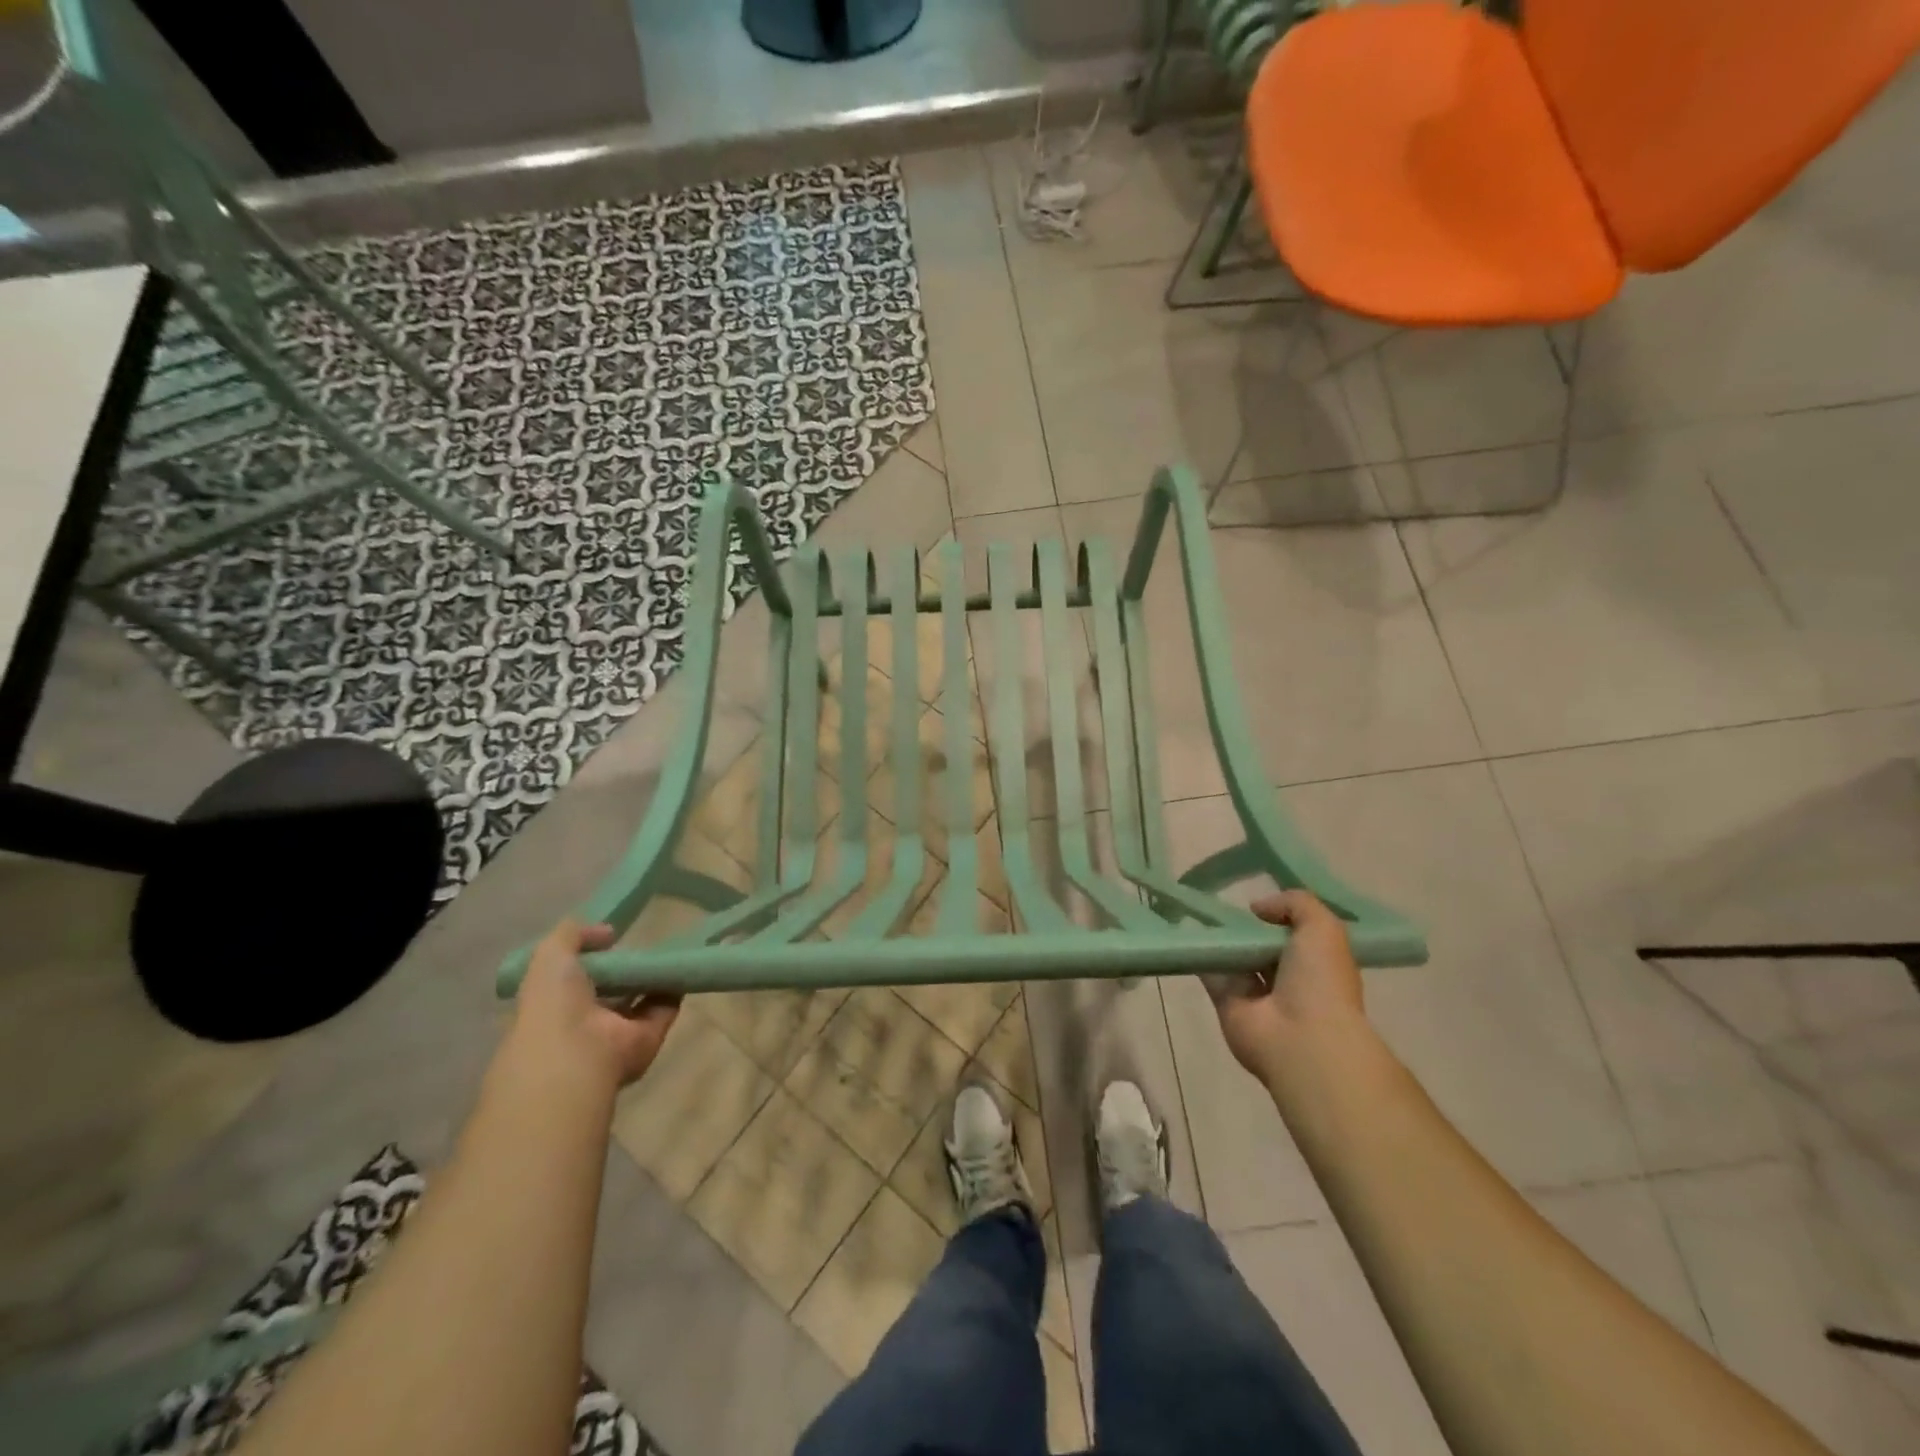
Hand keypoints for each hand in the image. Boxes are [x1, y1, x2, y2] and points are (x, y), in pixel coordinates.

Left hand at [510, 919, 679, 1089]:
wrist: (576, 1053)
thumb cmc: (554, 1003)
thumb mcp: (550, 955)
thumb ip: (573, 934)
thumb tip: (608, 933)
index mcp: (556, 1002)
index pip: (575, 978)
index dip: (591, 957)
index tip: (611, 938)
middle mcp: (586, 1019)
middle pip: (611, 989)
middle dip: (626, 968)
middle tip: (643, 943)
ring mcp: (617, 1031)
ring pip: (640, 1000)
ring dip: (652, 978)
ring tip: (668, 950)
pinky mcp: (647, 1039)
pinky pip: (664, 1009)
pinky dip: (674, 990)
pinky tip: (680, 967)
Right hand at [1209, 890, 1364, 1080]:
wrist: (1301, 1039)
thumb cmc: (1320, 981)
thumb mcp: (1323, 928)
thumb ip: (1296, 903)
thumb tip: (1258, 908)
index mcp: (1317, 964)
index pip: (1297, 934)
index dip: (1280, 915)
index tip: (1260, 901)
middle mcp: (1289, 979)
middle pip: (1262, 944)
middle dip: (1247, 926)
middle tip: (1223, 901)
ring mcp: (1257, 993)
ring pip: (1236, 957)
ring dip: (1221, 938)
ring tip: (1200, 909)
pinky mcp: (1228, 1003)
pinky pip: (1211, 973)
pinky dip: (1200, 954)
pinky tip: (1187, 932)